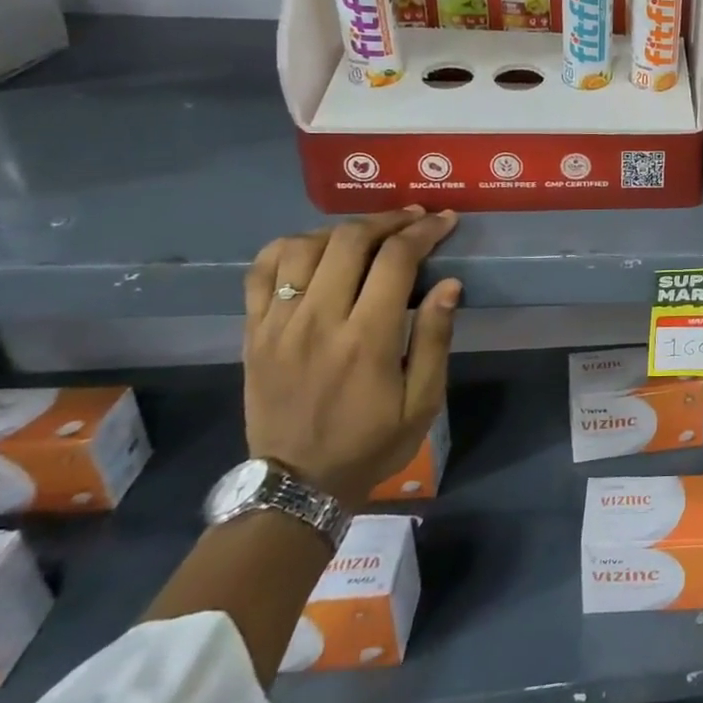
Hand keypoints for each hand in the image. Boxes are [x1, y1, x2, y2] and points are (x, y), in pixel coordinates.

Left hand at [241, 208, 460, 508]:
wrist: (297, 484)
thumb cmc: (372, 443)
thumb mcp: (423, 402)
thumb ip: (435, 339)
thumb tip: (449, 284)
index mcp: (366, 339)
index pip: (395, 260)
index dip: (424, 231)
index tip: (445, 220)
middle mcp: (318, 320)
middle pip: (349, 241)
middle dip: (388, 220)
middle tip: (413, 218)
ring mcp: (278, 324)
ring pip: (303, 246)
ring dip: (342, 230)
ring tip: (368, 234)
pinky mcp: (253, 332)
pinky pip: (261, 271)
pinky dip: (288, 247)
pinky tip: (313, 248)